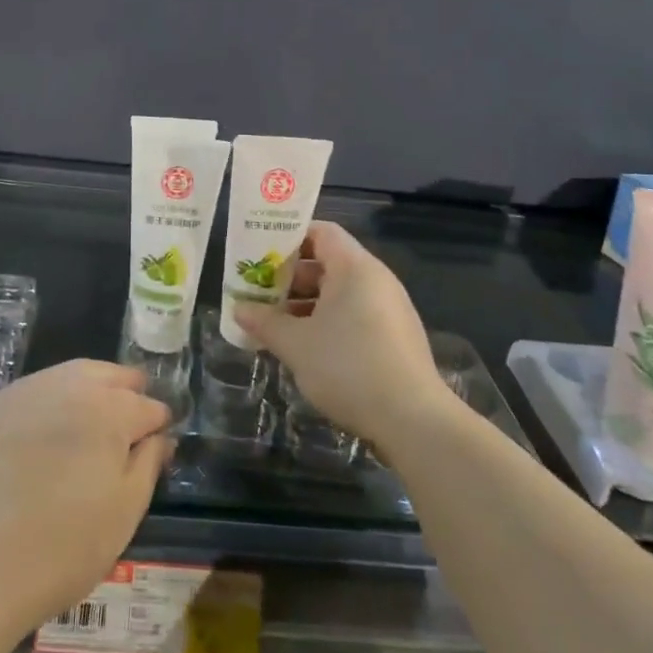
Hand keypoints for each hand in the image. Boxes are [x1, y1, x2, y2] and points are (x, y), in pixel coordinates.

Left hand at [0, 360, 171, 641]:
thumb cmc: (61, 548)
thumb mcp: (123, 514)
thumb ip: (148, 465)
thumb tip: (160, 437)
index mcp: (109, 410)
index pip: (147, 406)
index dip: (157, 424)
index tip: (158, 441)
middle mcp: (68, 386)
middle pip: (108, 375)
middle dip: (125, 391)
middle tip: (130, 418)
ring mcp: (24, 392)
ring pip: (68, 375)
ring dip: (87, 389)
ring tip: (90, 420)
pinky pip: (31, 393)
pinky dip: (47, 403)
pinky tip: (43, 432)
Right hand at [235, 221, 445, 448]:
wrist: (414, 421)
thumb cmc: (349, 368)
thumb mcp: (297, 345)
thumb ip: (265, 322)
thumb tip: (238, 309)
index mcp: (354, 267)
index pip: (321, 232)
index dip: (289, 238)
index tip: (261, 254)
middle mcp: (376, 279)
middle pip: (328, 262)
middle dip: (291, 277)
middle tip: (260, 293)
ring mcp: (390, 308)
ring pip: (340, 292)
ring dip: (307, 304)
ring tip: (276, 324)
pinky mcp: (396, 336)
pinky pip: (355, 314)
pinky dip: (328, 321)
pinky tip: (307, 348)